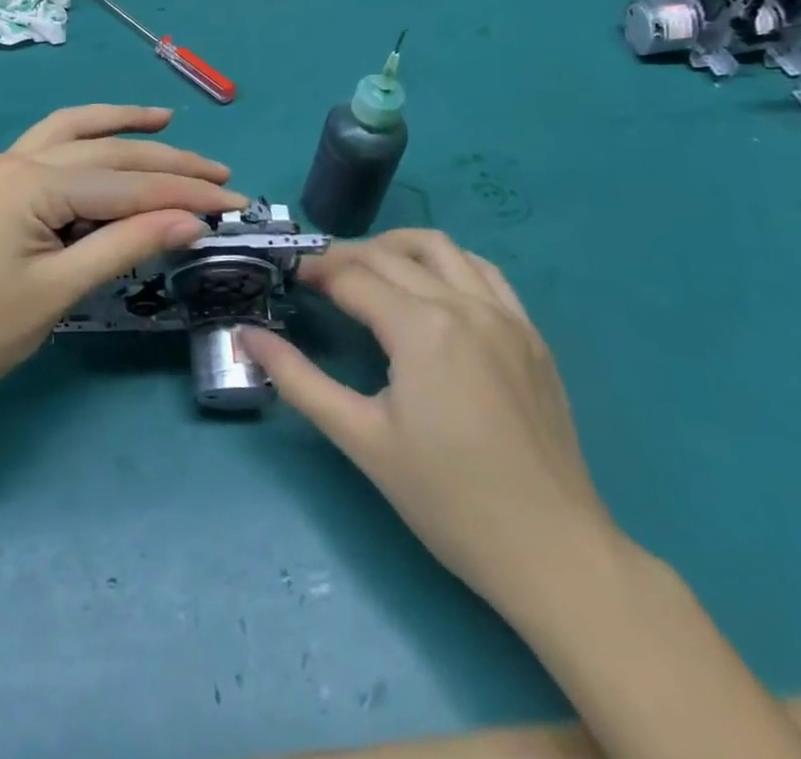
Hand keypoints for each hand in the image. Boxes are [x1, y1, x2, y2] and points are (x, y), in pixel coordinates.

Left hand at [0, 105, 245, 432]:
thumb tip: (193, 220)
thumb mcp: (62, 289)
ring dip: (121, 127)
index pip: (124, 184)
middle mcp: (12, 158)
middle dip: (165, 161)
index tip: (234, 200)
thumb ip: (128, 244)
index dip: (184, 193)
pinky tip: (109, 141)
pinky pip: (48, 148)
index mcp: (28, 183)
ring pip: (72, 132)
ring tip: (167, 122)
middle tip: (219, 171)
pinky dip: (85, 140)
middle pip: (103, 152)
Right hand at [241, 229, 617, 611]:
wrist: (554, 553)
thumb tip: (246, 335)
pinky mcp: (531, 334)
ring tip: (367, 271)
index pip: (353, 277)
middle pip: (389, 255)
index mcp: (422, 327)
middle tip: (315, 277)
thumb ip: (298, 380)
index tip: (288, 277)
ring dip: (395, 247)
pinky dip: (446, 263)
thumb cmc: (448, 500)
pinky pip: (483, 271)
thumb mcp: (361, 439)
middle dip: (344, 256)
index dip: (314, 271)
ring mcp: (505, 315)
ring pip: (440, 248)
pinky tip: (430, 288)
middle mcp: (465, 304)